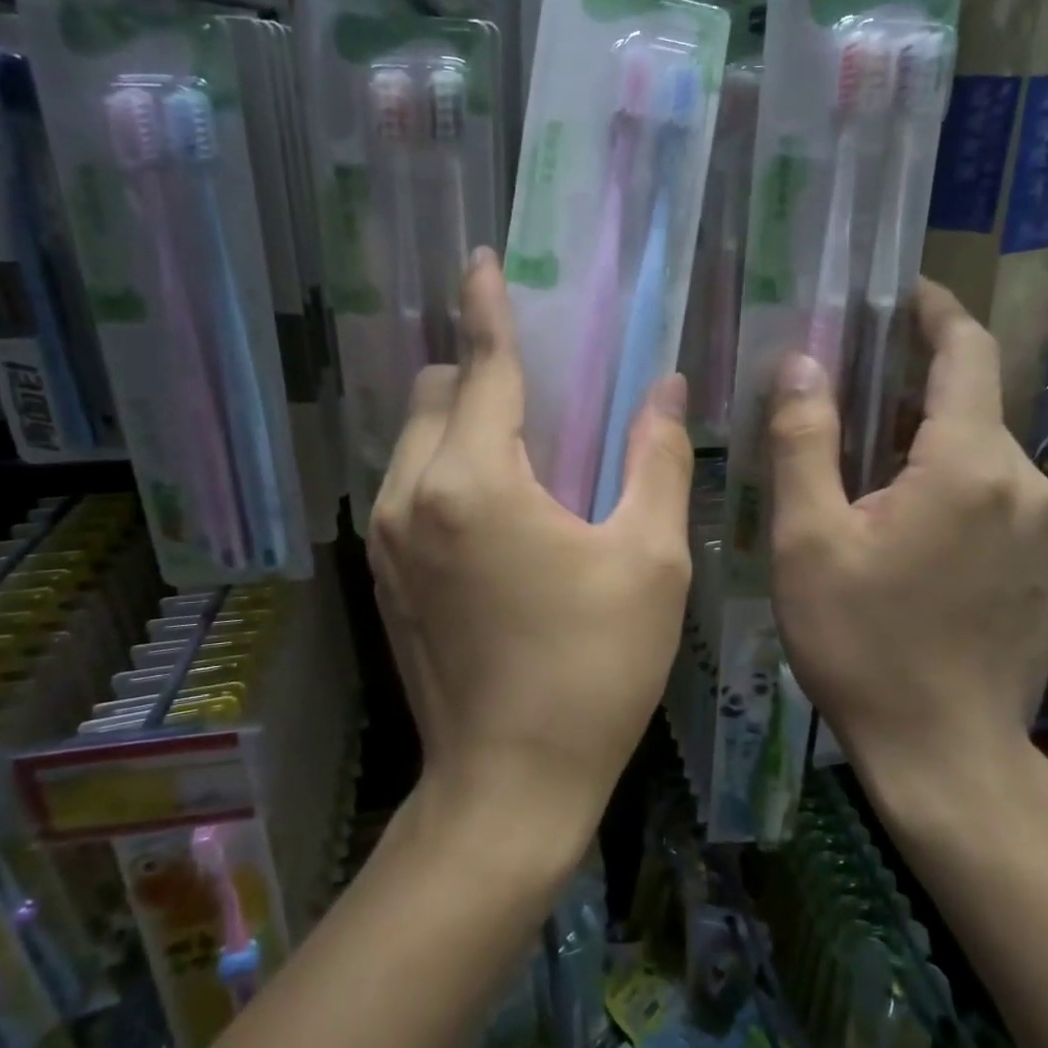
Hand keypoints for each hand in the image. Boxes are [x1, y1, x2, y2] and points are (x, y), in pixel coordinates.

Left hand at [368, 252, 694, 841]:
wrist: (508, 786)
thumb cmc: (592, 671)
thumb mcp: (648, 560)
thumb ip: (654, 459)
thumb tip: (665, 389)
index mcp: (474, 481)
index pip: (481, 366)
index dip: (486, 307)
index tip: (482, 262)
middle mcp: (411, 494)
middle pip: (435, 391)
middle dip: (480, 371)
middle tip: (542, 385)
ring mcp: (385, 535)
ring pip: (414, 436)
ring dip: (461, 418)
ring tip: (524, 444)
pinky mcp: (383, 571)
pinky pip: (408, 481)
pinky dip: (445, 462)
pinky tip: (497, 501)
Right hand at [767, 280, 1047, 799]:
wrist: (947, 756)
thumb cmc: (863, 643)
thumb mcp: (810, 538)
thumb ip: (804, 440)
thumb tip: (801, 362)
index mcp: (968, 464)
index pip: (966, 351)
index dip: (935, 310)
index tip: (901, 291)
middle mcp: (1024, 483)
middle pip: (970, 402)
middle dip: (912, 382)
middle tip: (847, 387)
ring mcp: (1043, 529)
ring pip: (981, 453)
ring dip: (926, 438)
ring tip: (863, 459)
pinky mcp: (1042, 567)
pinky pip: (995, 496)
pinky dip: (950, 481)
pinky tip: (903, 521)